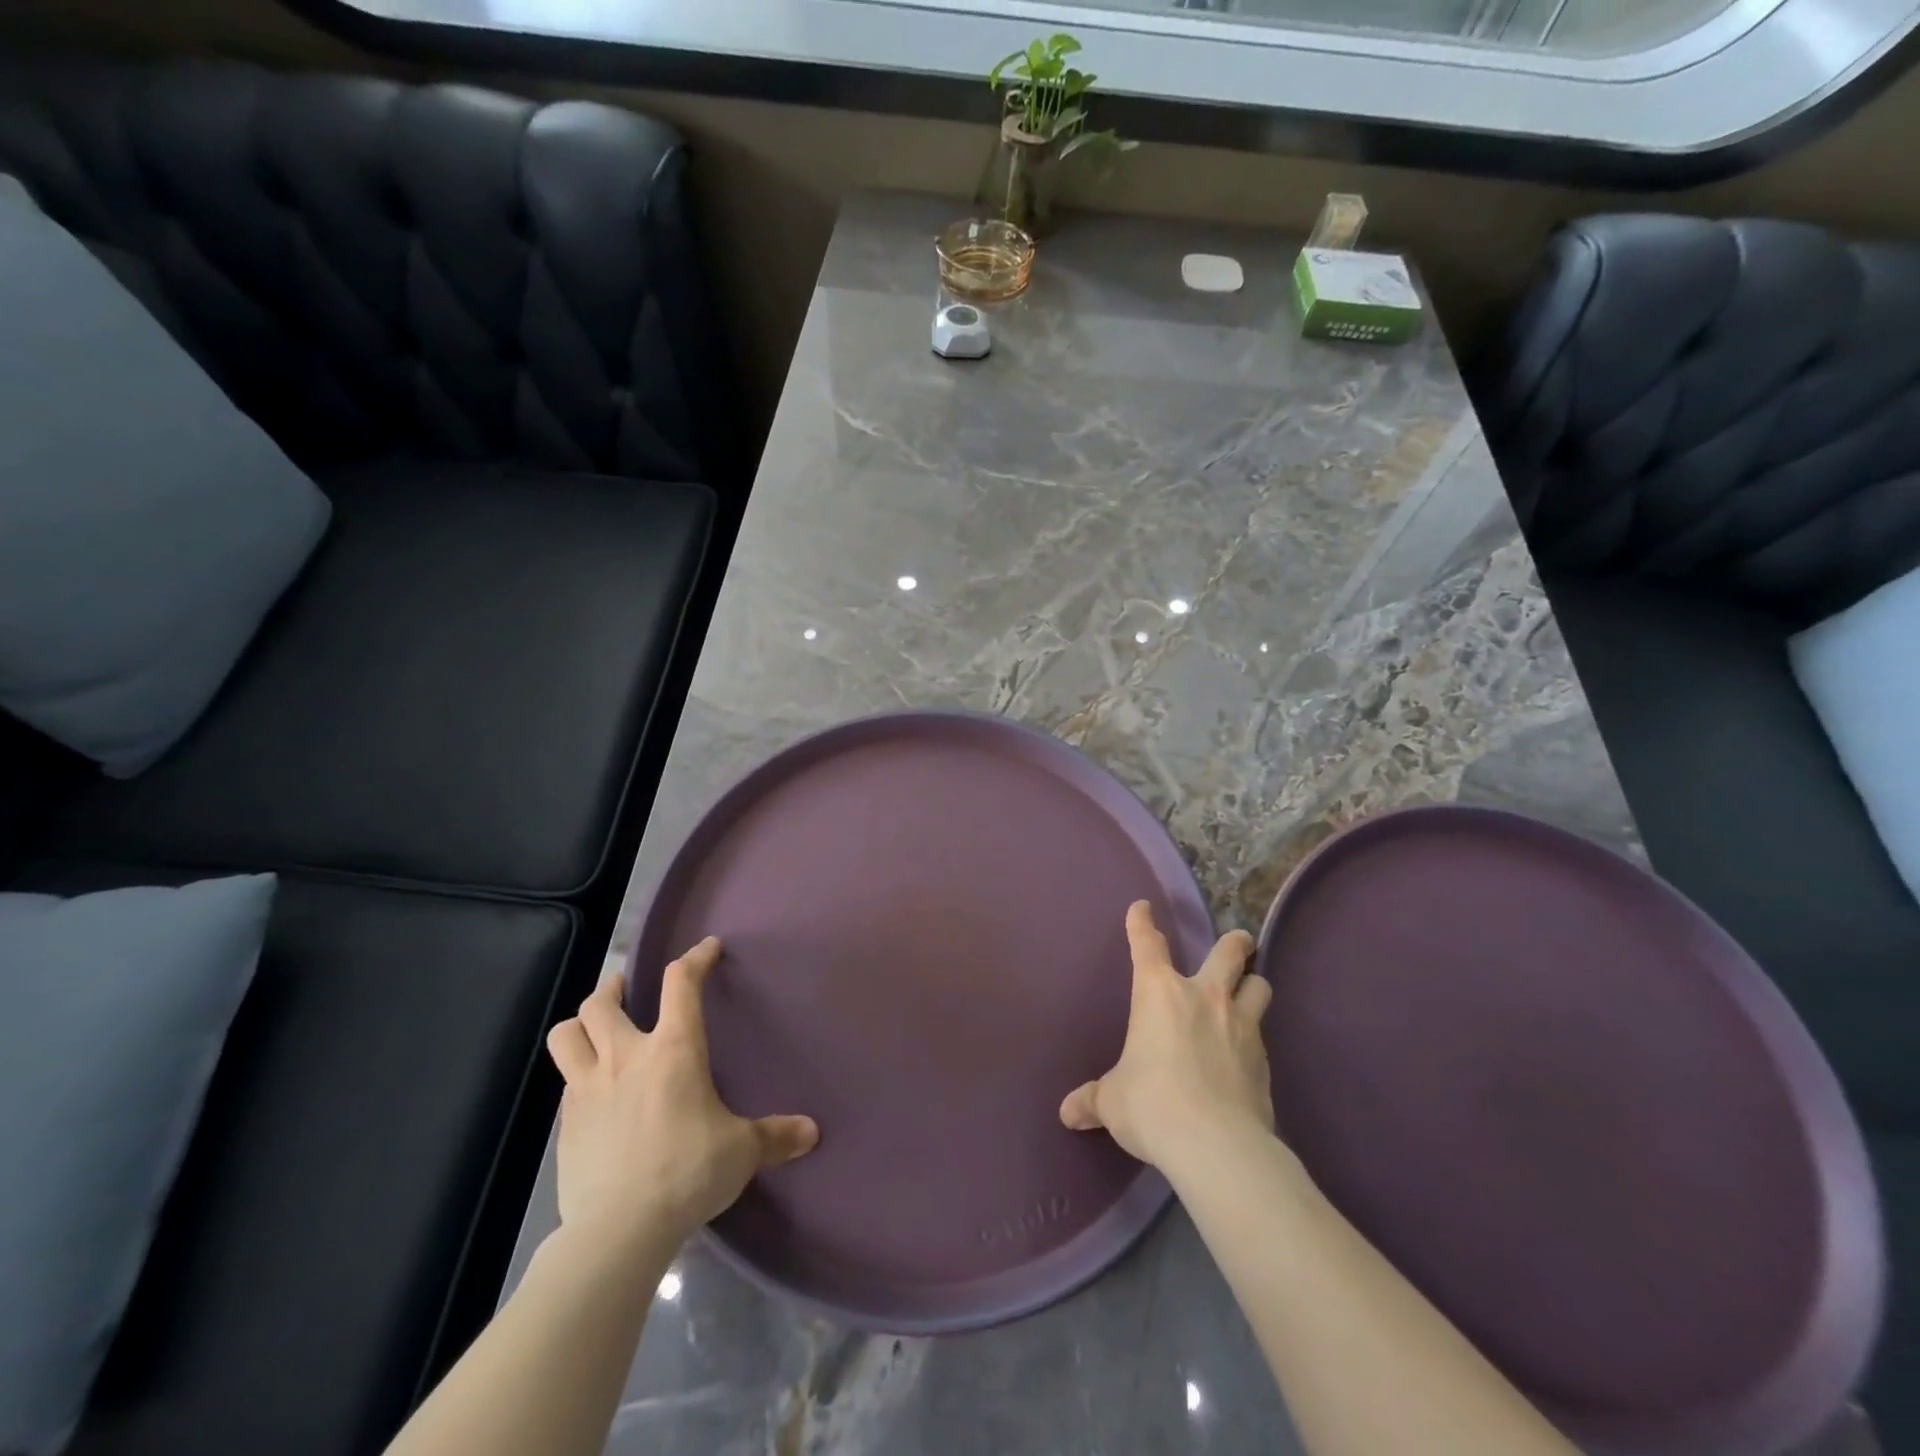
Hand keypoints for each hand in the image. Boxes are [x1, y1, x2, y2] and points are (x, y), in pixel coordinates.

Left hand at [545, 937, 818, 1255]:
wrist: (619, 1230)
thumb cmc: (688, 1171)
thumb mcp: (741, 1151)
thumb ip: (775, 1136)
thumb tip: (812, 1132)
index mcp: (673, 1049)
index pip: (681, 983)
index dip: (695, 958)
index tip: (707, 948)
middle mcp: (625, 1057)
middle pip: (601, 1003)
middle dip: (613, 986)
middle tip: (625, 987)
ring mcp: (587, 1090)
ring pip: (566, 1036)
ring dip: (581, 1024)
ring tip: (595, 1028)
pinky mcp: (565, 1127)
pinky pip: (565, 1084)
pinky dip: (577, 1076)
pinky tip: (594, 1095)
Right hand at [1059, 901, 1273, 1171]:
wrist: (1214, 1144)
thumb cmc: (1151, 1104)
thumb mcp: (1113, 1102)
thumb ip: (1093, 1100)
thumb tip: (1068, 1113)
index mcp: (1159, 993)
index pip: (1148, 944)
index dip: (1142, 923)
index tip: (1142, 907)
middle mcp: (1204, 997)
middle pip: (1229, 952)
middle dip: (1234, 943)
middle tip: (1237, 942)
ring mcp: (1241, 1025)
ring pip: (1259, 986)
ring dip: (1253, 985)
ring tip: (1249, 990)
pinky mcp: (1265, 1061)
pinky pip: (1263, 1036)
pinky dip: (1255, 1037)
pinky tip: (1246, 1054)